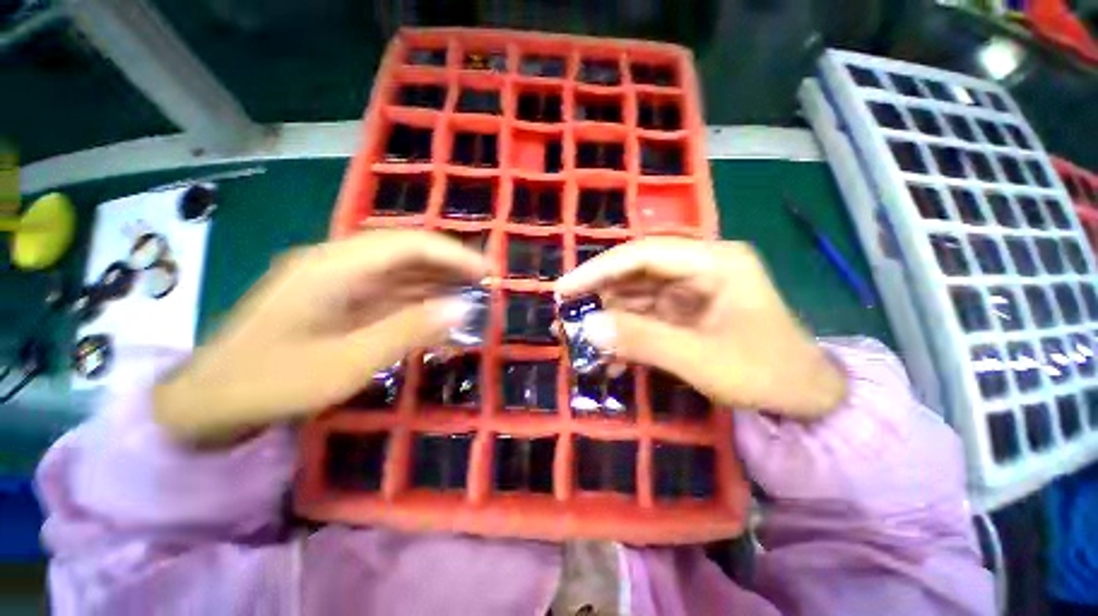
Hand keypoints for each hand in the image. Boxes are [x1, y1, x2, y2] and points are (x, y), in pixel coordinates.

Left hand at [154, 230, 487, 444]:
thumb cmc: (272, 383)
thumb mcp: (347, 363)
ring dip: (436, 280)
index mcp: (333, 267)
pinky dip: (416, 299)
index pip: (407, 244)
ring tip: (470, 294)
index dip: (453, 253)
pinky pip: (386, 291)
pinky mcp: (335, 298)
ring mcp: (334, 280)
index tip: (487, 271)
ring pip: (398, 270)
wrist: (208, 403)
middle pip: (404, 251)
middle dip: (449, 264)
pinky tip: (436, 312)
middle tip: (485, 283)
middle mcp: (335, 263)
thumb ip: (408, 330)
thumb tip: (461, 307)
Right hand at [555, 237, 845, 417]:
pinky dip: (626, 335)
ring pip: (636, 296)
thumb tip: (587, 329)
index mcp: (713, 262)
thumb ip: (642, 340)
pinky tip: (610, 357)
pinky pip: (646, 317)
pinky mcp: (685, 312)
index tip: (564, 291)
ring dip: (608, 320)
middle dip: (598, 297)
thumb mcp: (700, 359)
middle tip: (565, 317)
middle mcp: (699, 267)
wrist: (806, 399)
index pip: (643, 254)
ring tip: (579, 342)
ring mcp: (691, 291)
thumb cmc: (765, 374)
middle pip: (635, 273)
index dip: (598, 270)